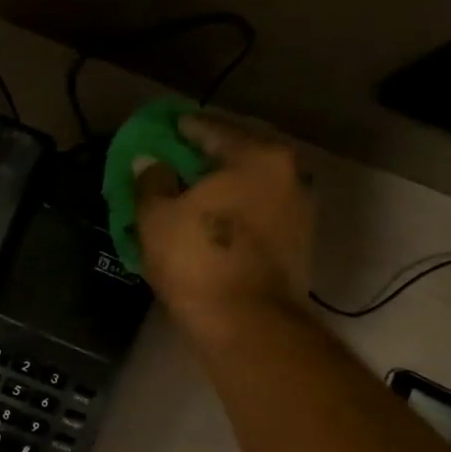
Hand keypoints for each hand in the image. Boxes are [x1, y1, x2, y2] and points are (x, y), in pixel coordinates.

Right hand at [133, 111, 313, 348]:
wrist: (247, 323)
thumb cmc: (198, 259)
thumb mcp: (157, 216)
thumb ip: (151, 181)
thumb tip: (151, 163)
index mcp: (257, 156)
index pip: (211, 128)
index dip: (179, 130)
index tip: (160, 132)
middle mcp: (289, 174)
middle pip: (237, 156)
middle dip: (203, 160)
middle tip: (173, 165)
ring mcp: (300, 210)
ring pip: (250, 188)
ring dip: (222, 190)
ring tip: (189, 199)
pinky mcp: (298, 245)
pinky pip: (258, 216)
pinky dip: (235, 215)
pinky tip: (210, 226)